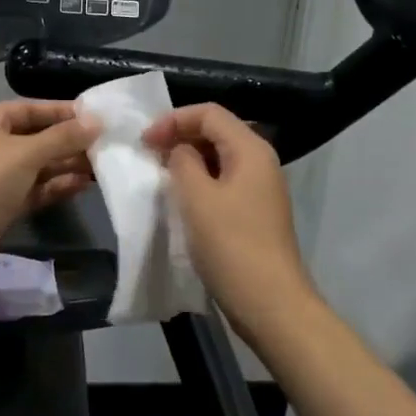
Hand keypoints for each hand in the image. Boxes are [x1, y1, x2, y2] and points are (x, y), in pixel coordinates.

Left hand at [0, 100, 98, 299]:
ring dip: (66, 165)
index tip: (97, 116)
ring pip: (36, 166)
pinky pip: (33, 189)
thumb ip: (62, 137)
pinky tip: (84, 185)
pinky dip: (55, 186)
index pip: (29, 108)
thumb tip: (97, 121)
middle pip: (34, 137)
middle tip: (106, 143)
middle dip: (68, 141)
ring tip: (102, 165)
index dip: (62, 112)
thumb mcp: (25, 153)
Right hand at [144, 103, 317, 334]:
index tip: (144, 141)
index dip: (173, 119)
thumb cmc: (231, 245)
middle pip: (217, 131)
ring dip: (188, 160)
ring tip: (160, 175)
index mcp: (251, 149)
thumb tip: (180, 151)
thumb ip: (183, 162)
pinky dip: (199, 181)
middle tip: (148, 155)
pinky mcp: (254, 213)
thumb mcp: (197, 197)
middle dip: (180, 136)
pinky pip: (223, 182)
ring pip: (219, 158)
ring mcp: (260, 188)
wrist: (270, 302)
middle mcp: (260, 161)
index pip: (209, 113)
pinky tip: (180, 199)